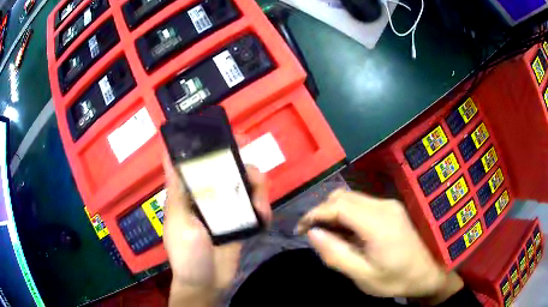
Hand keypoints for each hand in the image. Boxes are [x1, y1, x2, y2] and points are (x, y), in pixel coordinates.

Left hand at [163, 157, 271, 305]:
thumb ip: (177, 190)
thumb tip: (168, 153)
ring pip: (247, 185)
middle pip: (230, 169)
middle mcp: (210, 195)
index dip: (215, 145)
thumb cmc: (186, 253)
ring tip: (260, 207)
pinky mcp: (243, 220)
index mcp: (191, 192)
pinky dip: (263, 207)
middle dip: (245, 165)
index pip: (202, 161)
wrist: (208, 282)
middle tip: (255, 172)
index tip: (232, 137)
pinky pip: (256, 206)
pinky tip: (263, 217)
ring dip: (258, 190)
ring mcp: (228, 208)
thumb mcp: (177, 220)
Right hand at [297, 190, 453, 298]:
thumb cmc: (395, 279)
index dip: (314, 214)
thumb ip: (336, 254)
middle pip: (343, 197)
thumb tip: (312, 233)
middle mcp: (383, 206)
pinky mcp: (391, 208)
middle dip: (322, 212)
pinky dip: (347, 213)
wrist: (426, 273)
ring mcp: (389, 204)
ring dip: (334, 212)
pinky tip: (347, 232)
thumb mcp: (362, 275)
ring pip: (351, 198)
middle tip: (313, 234)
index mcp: (378, 223)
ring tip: (329, 235)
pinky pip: (361, 203)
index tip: (300, 230)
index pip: (338, 206)